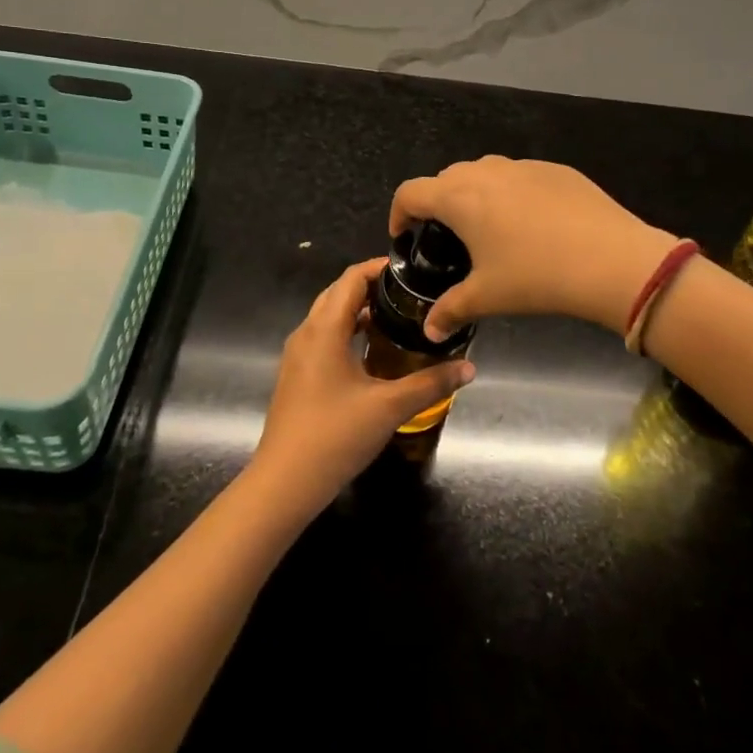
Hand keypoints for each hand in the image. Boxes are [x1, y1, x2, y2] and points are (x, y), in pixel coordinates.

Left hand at [249, 258, 474, 510]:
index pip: (350, 279)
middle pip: (338, 294)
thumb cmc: (334, 436)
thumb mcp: (389, 407)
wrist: (284, 484)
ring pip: (329, 317)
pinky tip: (373, 351)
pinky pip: (324, 339)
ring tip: (397, 316)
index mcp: (324, 329)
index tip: (411, 269)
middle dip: (371, 286)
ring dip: (358, 310)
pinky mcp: (297, 377)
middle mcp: (306, 334)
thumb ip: (431, 383)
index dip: (379, 268)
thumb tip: (469, 367)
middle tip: (409, 292)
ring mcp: (298, 357)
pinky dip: (348, 332)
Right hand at [390, 157, 676, 337]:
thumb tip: (430, 332)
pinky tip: (533, 224)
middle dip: (438, 204)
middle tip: (447, 238)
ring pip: (484, 172)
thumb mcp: (487, 297)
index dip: (399, 213)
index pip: (410, 192)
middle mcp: (485, 171)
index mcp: (459, 197)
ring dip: (475, 194)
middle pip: (446, 178)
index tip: (404, 235)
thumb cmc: (536, 277)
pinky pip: (520, 176)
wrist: (610, 259)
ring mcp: (523, 165)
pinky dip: (512, 193)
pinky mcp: (556, 169)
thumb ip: (451, 310)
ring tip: (488, 229)